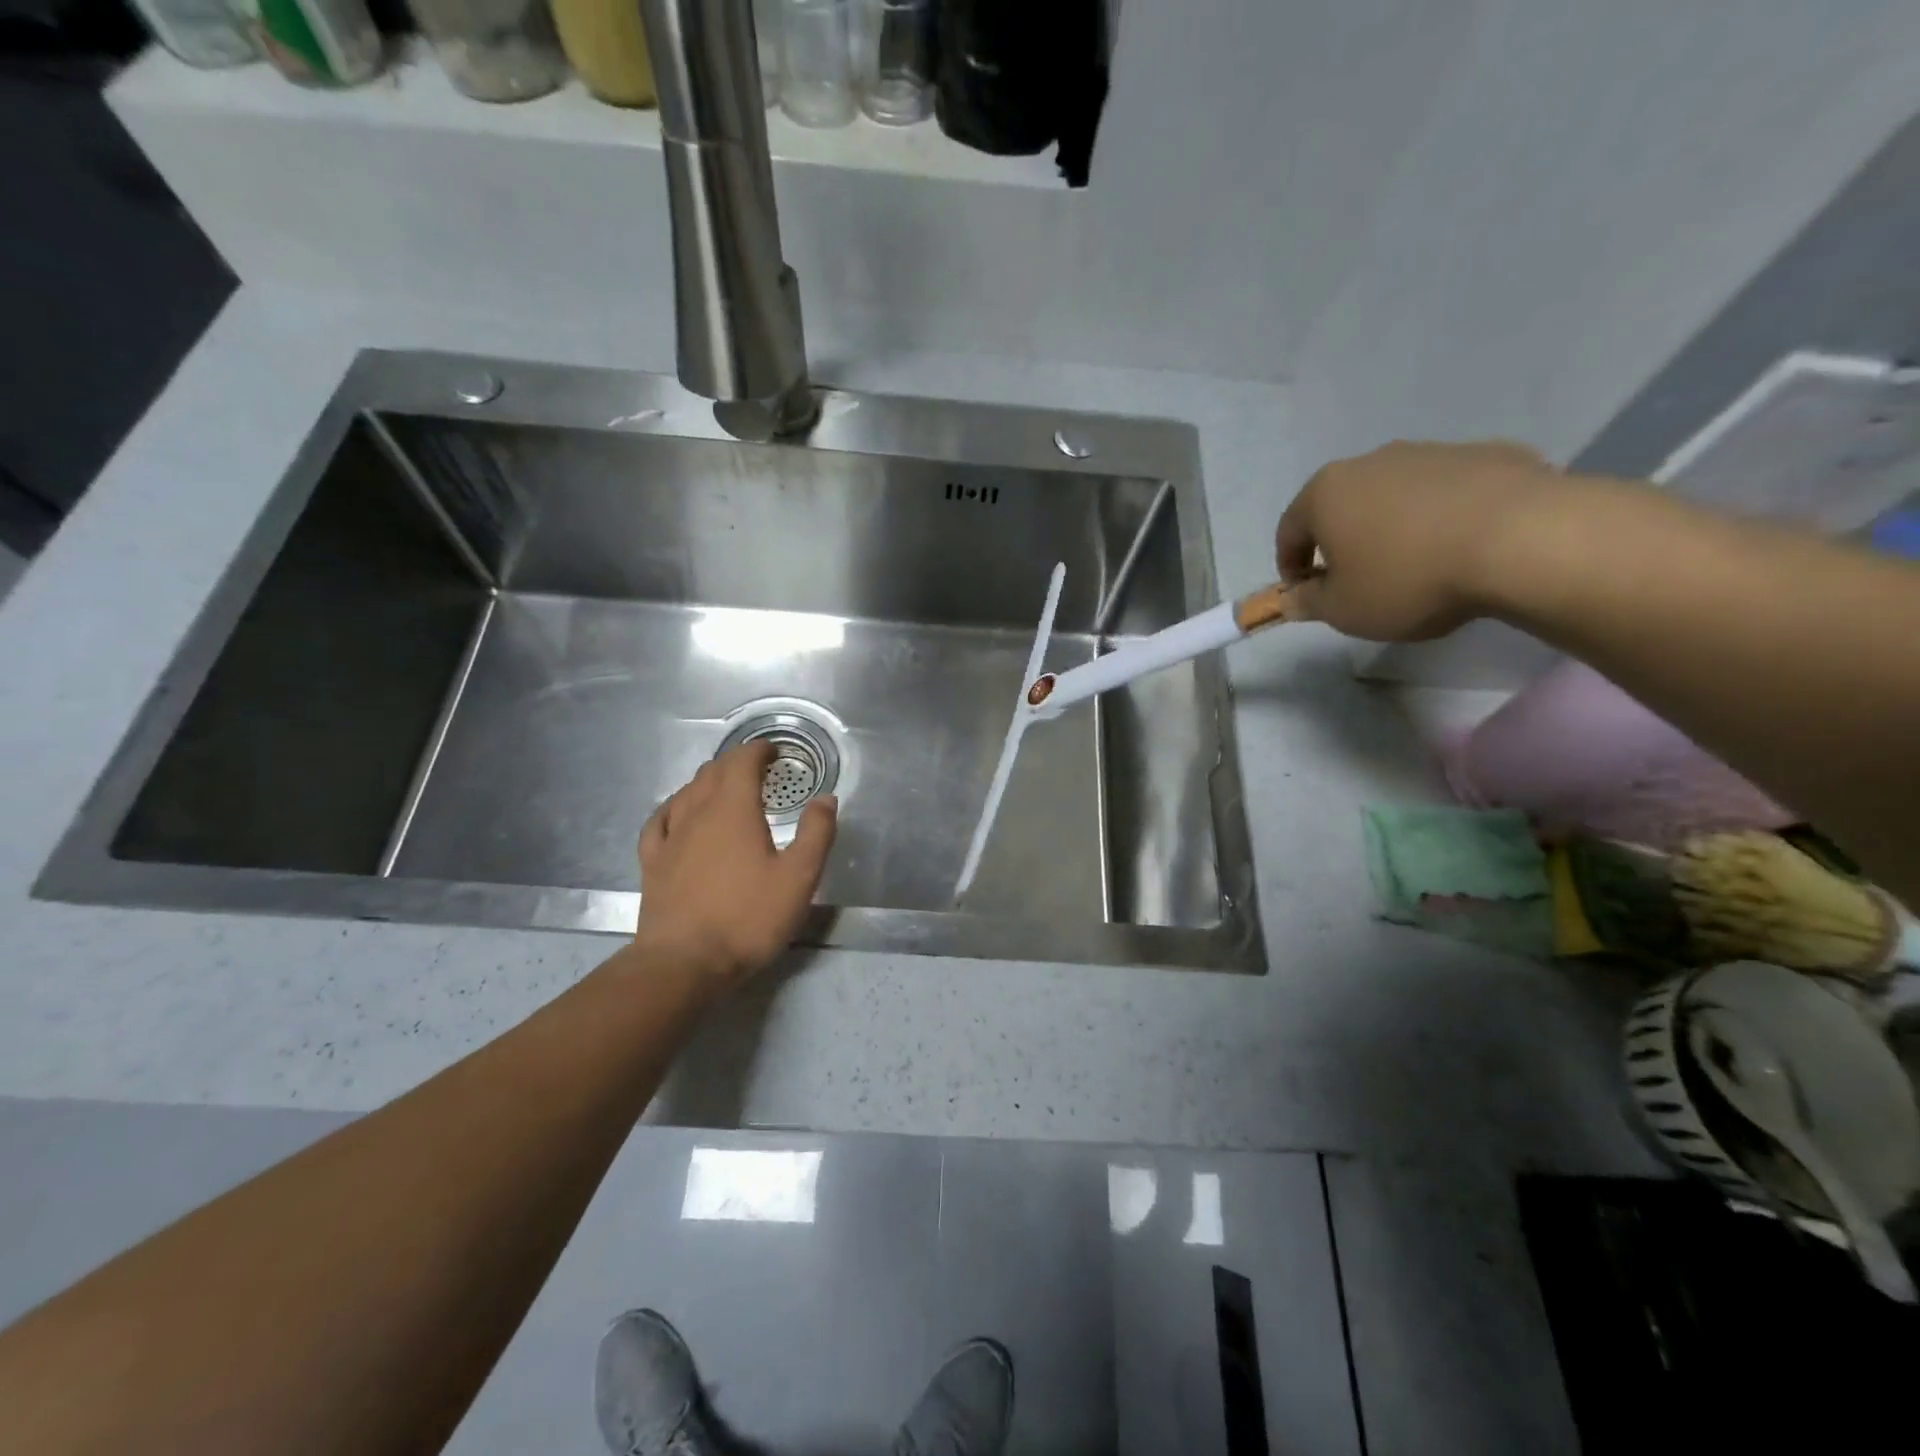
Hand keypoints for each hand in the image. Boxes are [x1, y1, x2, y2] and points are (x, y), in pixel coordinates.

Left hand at [634, 741, 836, 988]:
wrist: (684, 963)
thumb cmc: (747, 918)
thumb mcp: (799, 878)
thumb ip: (816, 833)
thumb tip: (826, 798)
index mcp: (734, 809)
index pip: (742, 762)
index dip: (759, 751)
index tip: (775, 752)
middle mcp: (697, 813)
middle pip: (713, 771)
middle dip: (736, 762)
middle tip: (758, 769)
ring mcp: (670, 837)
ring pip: (686, 792)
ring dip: (708, 780)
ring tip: (725, 785)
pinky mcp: (653, 863)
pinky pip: (660, 820)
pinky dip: (675, 806)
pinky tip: (678, 812)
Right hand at [1275, 440, 1560, 640]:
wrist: (1523, 539)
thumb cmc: (1408, 578)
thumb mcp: (1343, 610)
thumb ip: (1309, 602)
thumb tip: (1293, 598)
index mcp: (1327, 493)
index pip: (1289, 529)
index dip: (1290, 565)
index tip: (1305, 592)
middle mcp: (1372, 461)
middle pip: (1342, 505)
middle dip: (1342, 541)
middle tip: (1357, 580)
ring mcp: (1432, 452)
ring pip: (1396, 495)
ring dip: (1392, 526)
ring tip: (1415, 565)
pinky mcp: (1488, 454)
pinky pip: (1449, 491)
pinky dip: (1443, 516)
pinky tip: (1462, 547)